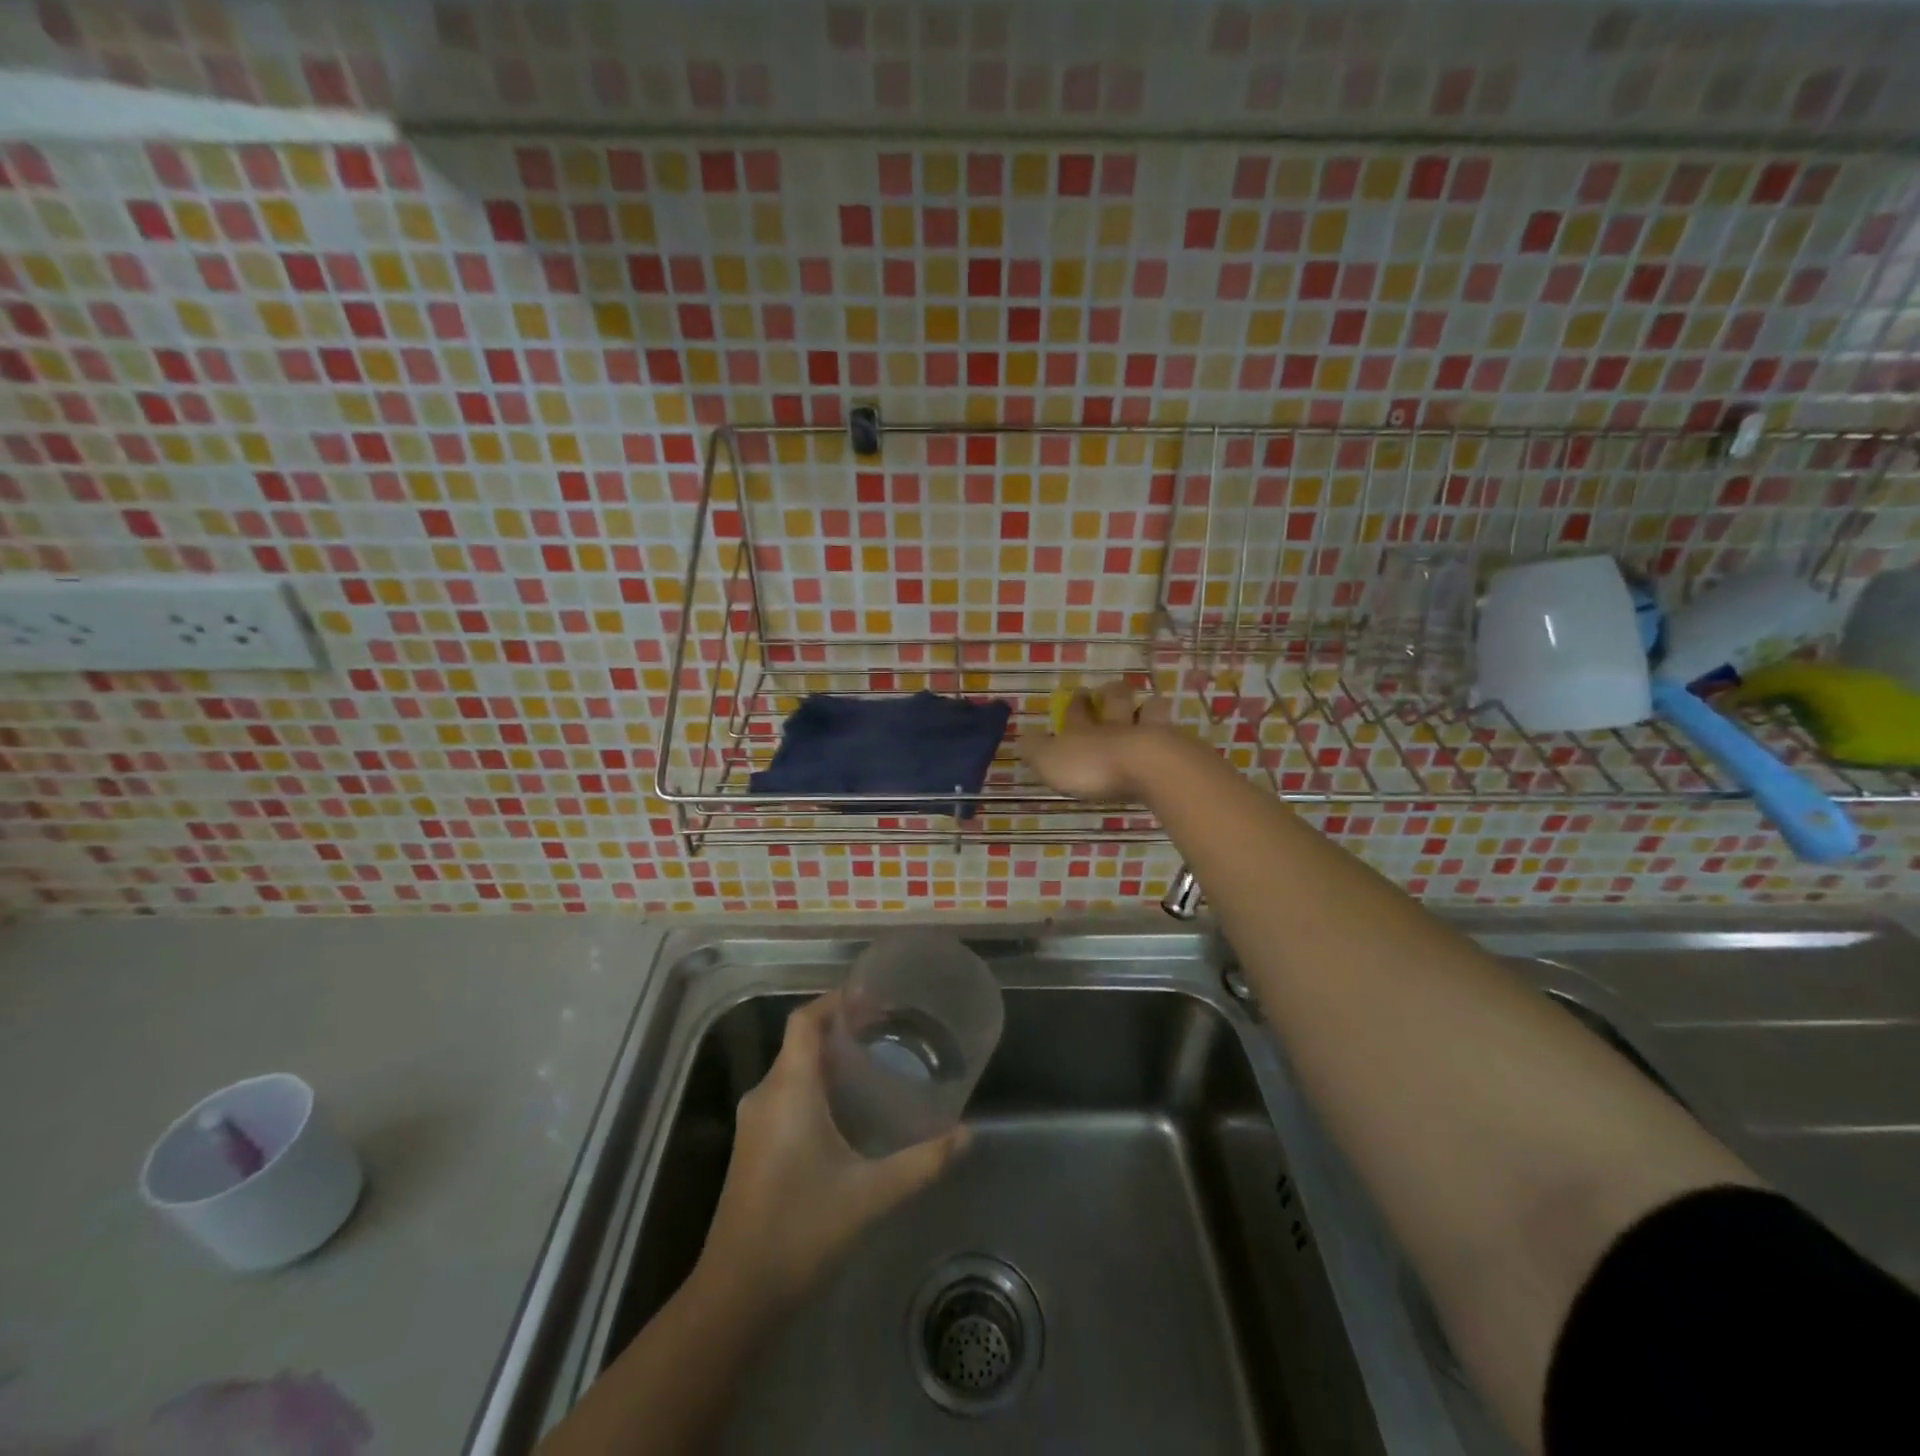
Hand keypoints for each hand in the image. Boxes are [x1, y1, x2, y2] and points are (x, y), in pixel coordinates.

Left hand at [699, 993, 966, 1305]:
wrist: (735, 1294)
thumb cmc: (801, 1230)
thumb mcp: (870, 1194)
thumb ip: (922, 1162)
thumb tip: (967, 1134)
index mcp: (789, 1089)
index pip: (804, 1020)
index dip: (834, 1000)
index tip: (872, 996)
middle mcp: (766, 1094)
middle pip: (800, 1041)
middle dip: (840, 1028)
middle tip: (885, 1030)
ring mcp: (754, 1121)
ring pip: (792, 1069)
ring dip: (827, 1059)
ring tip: (872, 1063)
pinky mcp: (752, 1145)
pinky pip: (785, 1093)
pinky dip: (814, 1084)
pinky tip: (845, 1108)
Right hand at [1020, 680, 1177, 801]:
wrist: (1149, 768)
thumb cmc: (1094, 765)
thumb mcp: (1051, 761)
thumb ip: (1036, 751)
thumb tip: (1022, 739)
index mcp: (1084, 728)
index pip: (1077, 710)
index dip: (1075, 703)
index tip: (1076, 694)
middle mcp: (1117, 725)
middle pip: (1116, 701)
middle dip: (1112, 693)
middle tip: (1112, 689)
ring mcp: (1150, 734)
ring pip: (1150, 711)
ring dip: (1148, 708)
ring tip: (1149, 706)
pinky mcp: (1177, 750)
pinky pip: (1173, 737)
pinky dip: (1171, 737)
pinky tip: (1173, 741)